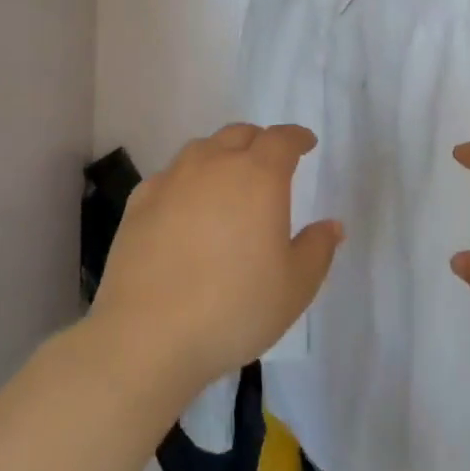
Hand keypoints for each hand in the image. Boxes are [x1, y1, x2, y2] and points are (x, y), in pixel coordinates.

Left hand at [90, 123, 343, 398]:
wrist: (148, 335)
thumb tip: (331, 225)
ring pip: (201, 149)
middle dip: (260, 142)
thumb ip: (317, 249)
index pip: (282, 140)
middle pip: (239, 135)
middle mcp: (214, 165)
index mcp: (258, 177)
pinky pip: (170, 175)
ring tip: (228, 181)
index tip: (306, 143)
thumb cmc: (235, 308)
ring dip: (221, 155)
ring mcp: (171, 181)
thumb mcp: (295, 287)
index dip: (297, 138)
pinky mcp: (139, 203)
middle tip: (270, 163)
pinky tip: (186, 205)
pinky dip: (187, 180)